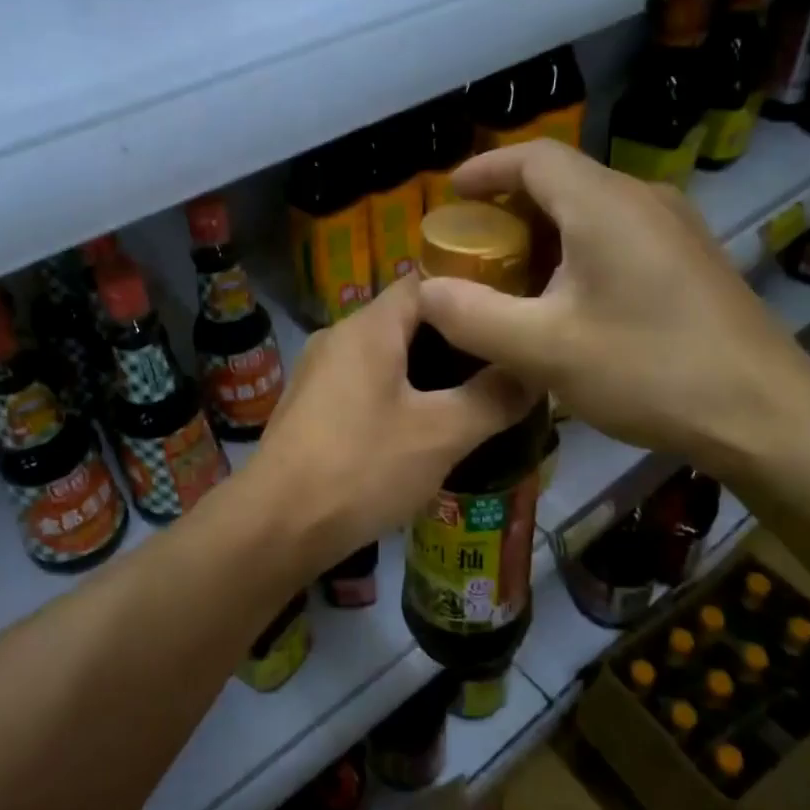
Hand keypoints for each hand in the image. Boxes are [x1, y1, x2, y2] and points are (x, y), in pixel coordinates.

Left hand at [248, 274, 538, 568]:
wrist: (277, 524)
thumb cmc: (362, 466)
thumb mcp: (442, 434)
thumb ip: (493, 398)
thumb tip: (532, 372)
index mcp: (368, 327)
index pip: (424, 284)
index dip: (467, 298)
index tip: (504, 324)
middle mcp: (338, 337)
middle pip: (404, 321)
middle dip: (451, 342)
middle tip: (496, 368)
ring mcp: (317, 372)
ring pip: (383, 356)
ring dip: (423, 373)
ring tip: (466, 400)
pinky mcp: (308, 407)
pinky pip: (361, 385)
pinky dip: (394, 395)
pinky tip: (417, 431)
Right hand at [416, 141, 809, 480]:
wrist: (765, 414)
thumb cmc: (648, 370)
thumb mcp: (543, 350)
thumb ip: (473, 316)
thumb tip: (425, 291)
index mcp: (604, 204)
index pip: (534, 158)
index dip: (486, 169)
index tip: (450, 194)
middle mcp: (643, 199)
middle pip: (563, 180)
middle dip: (508, 205)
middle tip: (472, 245)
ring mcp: (675, 227)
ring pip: (592, 207)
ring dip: (544, 230)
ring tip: (512, 273)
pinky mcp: (691, 258)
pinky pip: (619, 232)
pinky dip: (578, 248)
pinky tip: (568, 297)